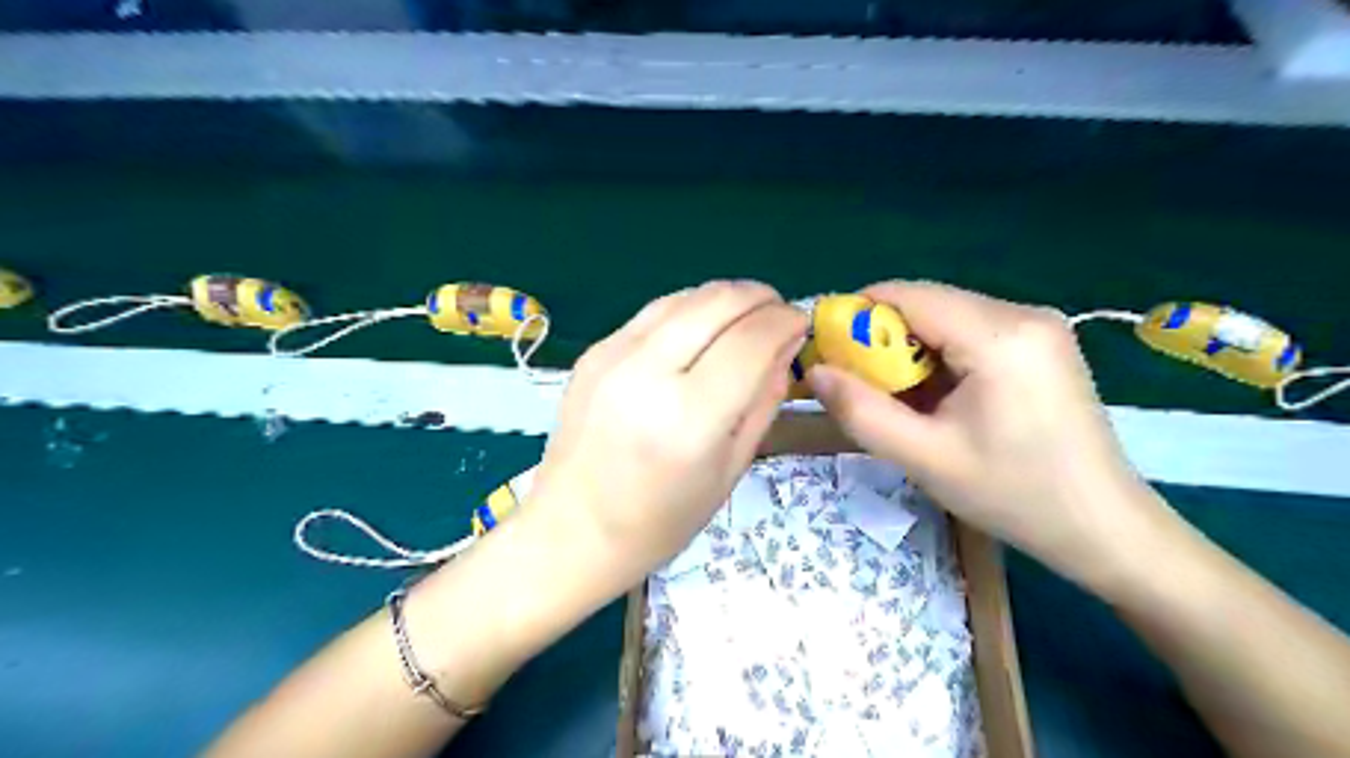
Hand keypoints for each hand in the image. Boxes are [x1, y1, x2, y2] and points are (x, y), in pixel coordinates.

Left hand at [526, 284, 805, 587]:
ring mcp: (613, 356)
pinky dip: (690, 310)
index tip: (801, 324)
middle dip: (760, 297)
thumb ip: (763, 402)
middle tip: (778, 313)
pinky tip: (701, 329)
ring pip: (685, 297)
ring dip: (725, 297)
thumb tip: (785, 347)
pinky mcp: (594, 351)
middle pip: (718, 302)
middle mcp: (648, 374)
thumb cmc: (661, 520)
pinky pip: (654, 312)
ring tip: (745, 317)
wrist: (573, 530)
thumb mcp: (730, 470)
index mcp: (689, 418)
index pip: (752, 340)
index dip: (785, 322)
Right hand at [805, 283, 1176, 589]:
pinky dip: (937, 356)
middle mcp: (1022, 314)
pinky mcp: (1040, 343)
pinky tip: (934, 397)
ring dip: (908, 349)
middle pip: (926, 303)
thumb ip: (860, 411)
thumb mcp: (924, 458)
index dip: (856, 314)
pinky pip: (969, 332)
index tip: (825, 350)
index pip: (907, 295)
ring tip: (895, 397)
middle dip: (881, 337)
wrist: (1103, 527)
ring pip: (945, 317)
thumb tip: (813, 371)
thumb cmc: (1013, 495)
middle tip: (855, 383)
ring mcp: (1037, 326)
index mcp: (999, 335)